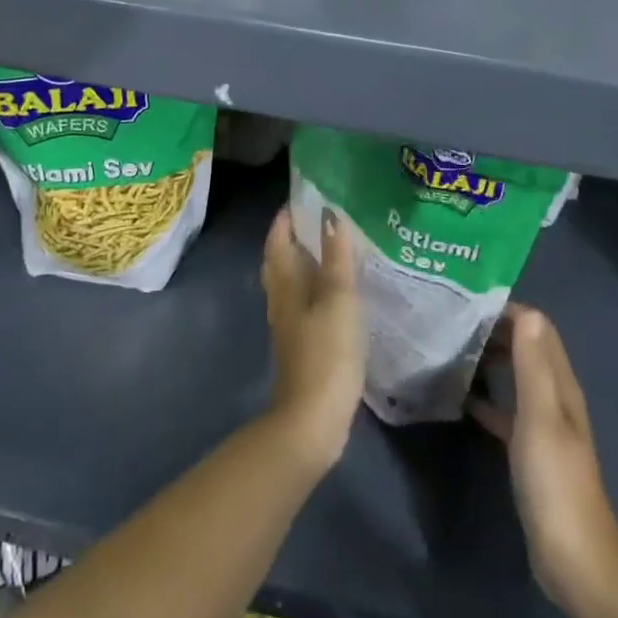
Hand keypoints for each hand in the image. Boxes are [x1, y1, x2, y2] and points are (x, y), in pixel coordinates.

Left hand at [262, 206, 363, 475]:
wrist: (312, 421)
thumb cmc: (326, 353)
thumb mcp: (338, 299)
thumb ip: (336, 258)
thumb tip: (330, 215)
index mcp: (285, 283)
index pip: (278, 238)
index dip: (287, 217)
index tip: (306, 196)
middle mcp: (281, 299)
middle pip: (282, 259)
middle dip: (297, 236)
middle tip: (323, 217)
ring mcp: (290, 324)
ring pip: (293, 282)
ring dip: (308, 262)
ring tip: (336, 248)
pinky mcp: (302, 345)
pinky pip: (306, 304)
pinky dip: (318, 288)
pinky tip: (339, 292)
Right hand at [470, 304, 617, 615]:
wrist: (574, 562)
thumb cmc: (555, 484)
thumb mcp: (541, 419)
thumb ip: (533, 366)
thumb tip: (526, 311)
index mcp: (562, 387)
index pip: (538, 329)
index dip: (508, 311)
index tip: (468, 303)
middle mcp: (555, 399)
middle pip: (526, 350)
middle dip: (495, 331)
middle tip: (453, 322)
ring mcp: (543, 427)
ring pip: (515, 378)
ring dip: (490, 361)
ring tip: (452, 350)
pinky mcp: (530, 453)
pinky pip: (506, 411)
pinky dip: (486, 399)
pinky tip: (460, 399)